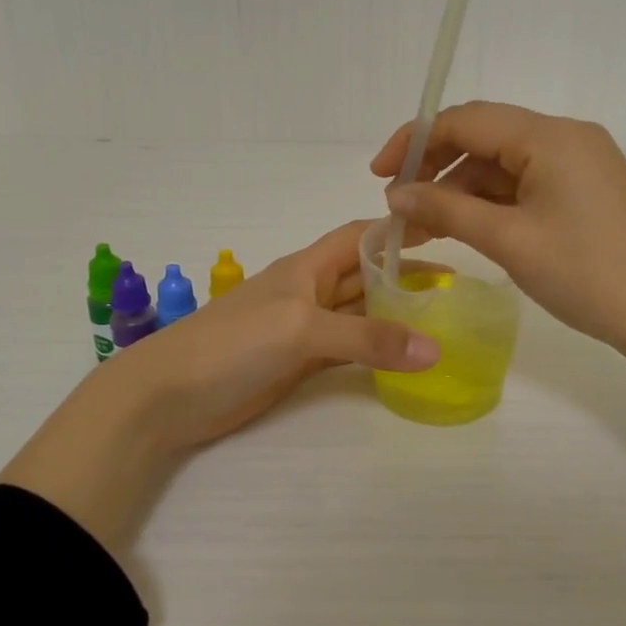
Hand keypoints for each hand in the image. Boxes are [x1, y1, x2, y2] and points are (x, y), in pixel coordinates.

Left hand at [0, 222, 436, 548]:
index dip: (397, 232)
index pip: (360, 237)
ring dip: (393, 315)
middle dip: (405, 276)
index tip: (443, 230)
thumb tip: (435, 350)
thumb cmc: (233, 344)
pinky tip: (402, 358)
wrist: (169, 395)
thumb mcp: (303, 330)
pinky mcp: (298, 364)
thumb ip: (368, 338)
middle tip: (456, 287)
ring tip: (440, 321)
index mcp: (306, 267)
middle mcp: (308, 292)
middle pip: (364, 275)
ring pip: (358, 314)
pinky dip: (374, 352)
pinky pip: (347, 350)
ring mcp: (303, 330)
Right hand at [371, 101, 625, 362]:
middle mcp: (566, 137)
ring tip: (423, 227)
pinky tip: (465, 228)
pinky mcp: (585, 190)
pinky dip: (491, 203)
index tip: (378, 175)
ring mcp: (579, 164)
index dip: (415, 141)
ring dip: (460, 190)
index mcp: (550, 136)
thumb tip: (395, 193)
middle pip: (484, 137)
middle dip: (436, 168)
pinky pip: (525, 184)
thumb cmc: (587, 275)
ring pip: (503, 164)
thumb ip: (447, 209)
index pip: (467, 119)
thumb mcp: (509, 240)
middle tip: (399, 207)